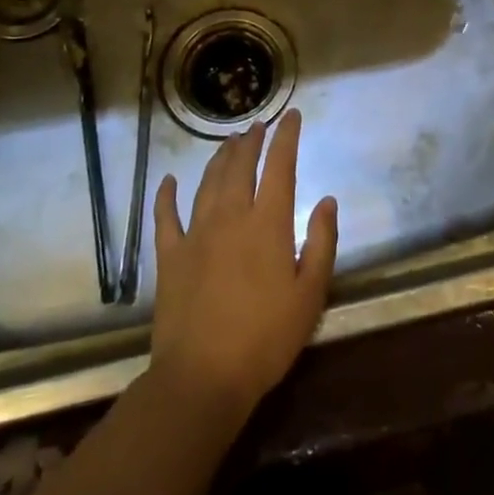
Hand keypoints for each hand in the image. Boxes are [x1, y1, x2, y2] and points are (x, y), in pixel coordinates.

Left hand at [149, 109, 338, 420]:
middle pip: (240, 167)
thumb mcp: (311, 294)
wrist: (203, 377)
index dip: (286, 138)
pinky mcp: (170, 257)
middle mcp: (231, 217)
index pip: (280, 167)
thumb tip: (327, 200)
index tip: (291, 116)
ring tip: (228, 143)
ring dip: (220, 159)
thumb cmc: (266, 338)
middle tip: (258, 126)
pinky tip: (168, 181)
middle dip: (251, 142)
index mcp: (268, 224)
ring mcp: (196, 234)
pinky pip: (166, 217)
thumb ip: (322, 242)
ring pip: (208, 183)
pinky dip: (166, 196)